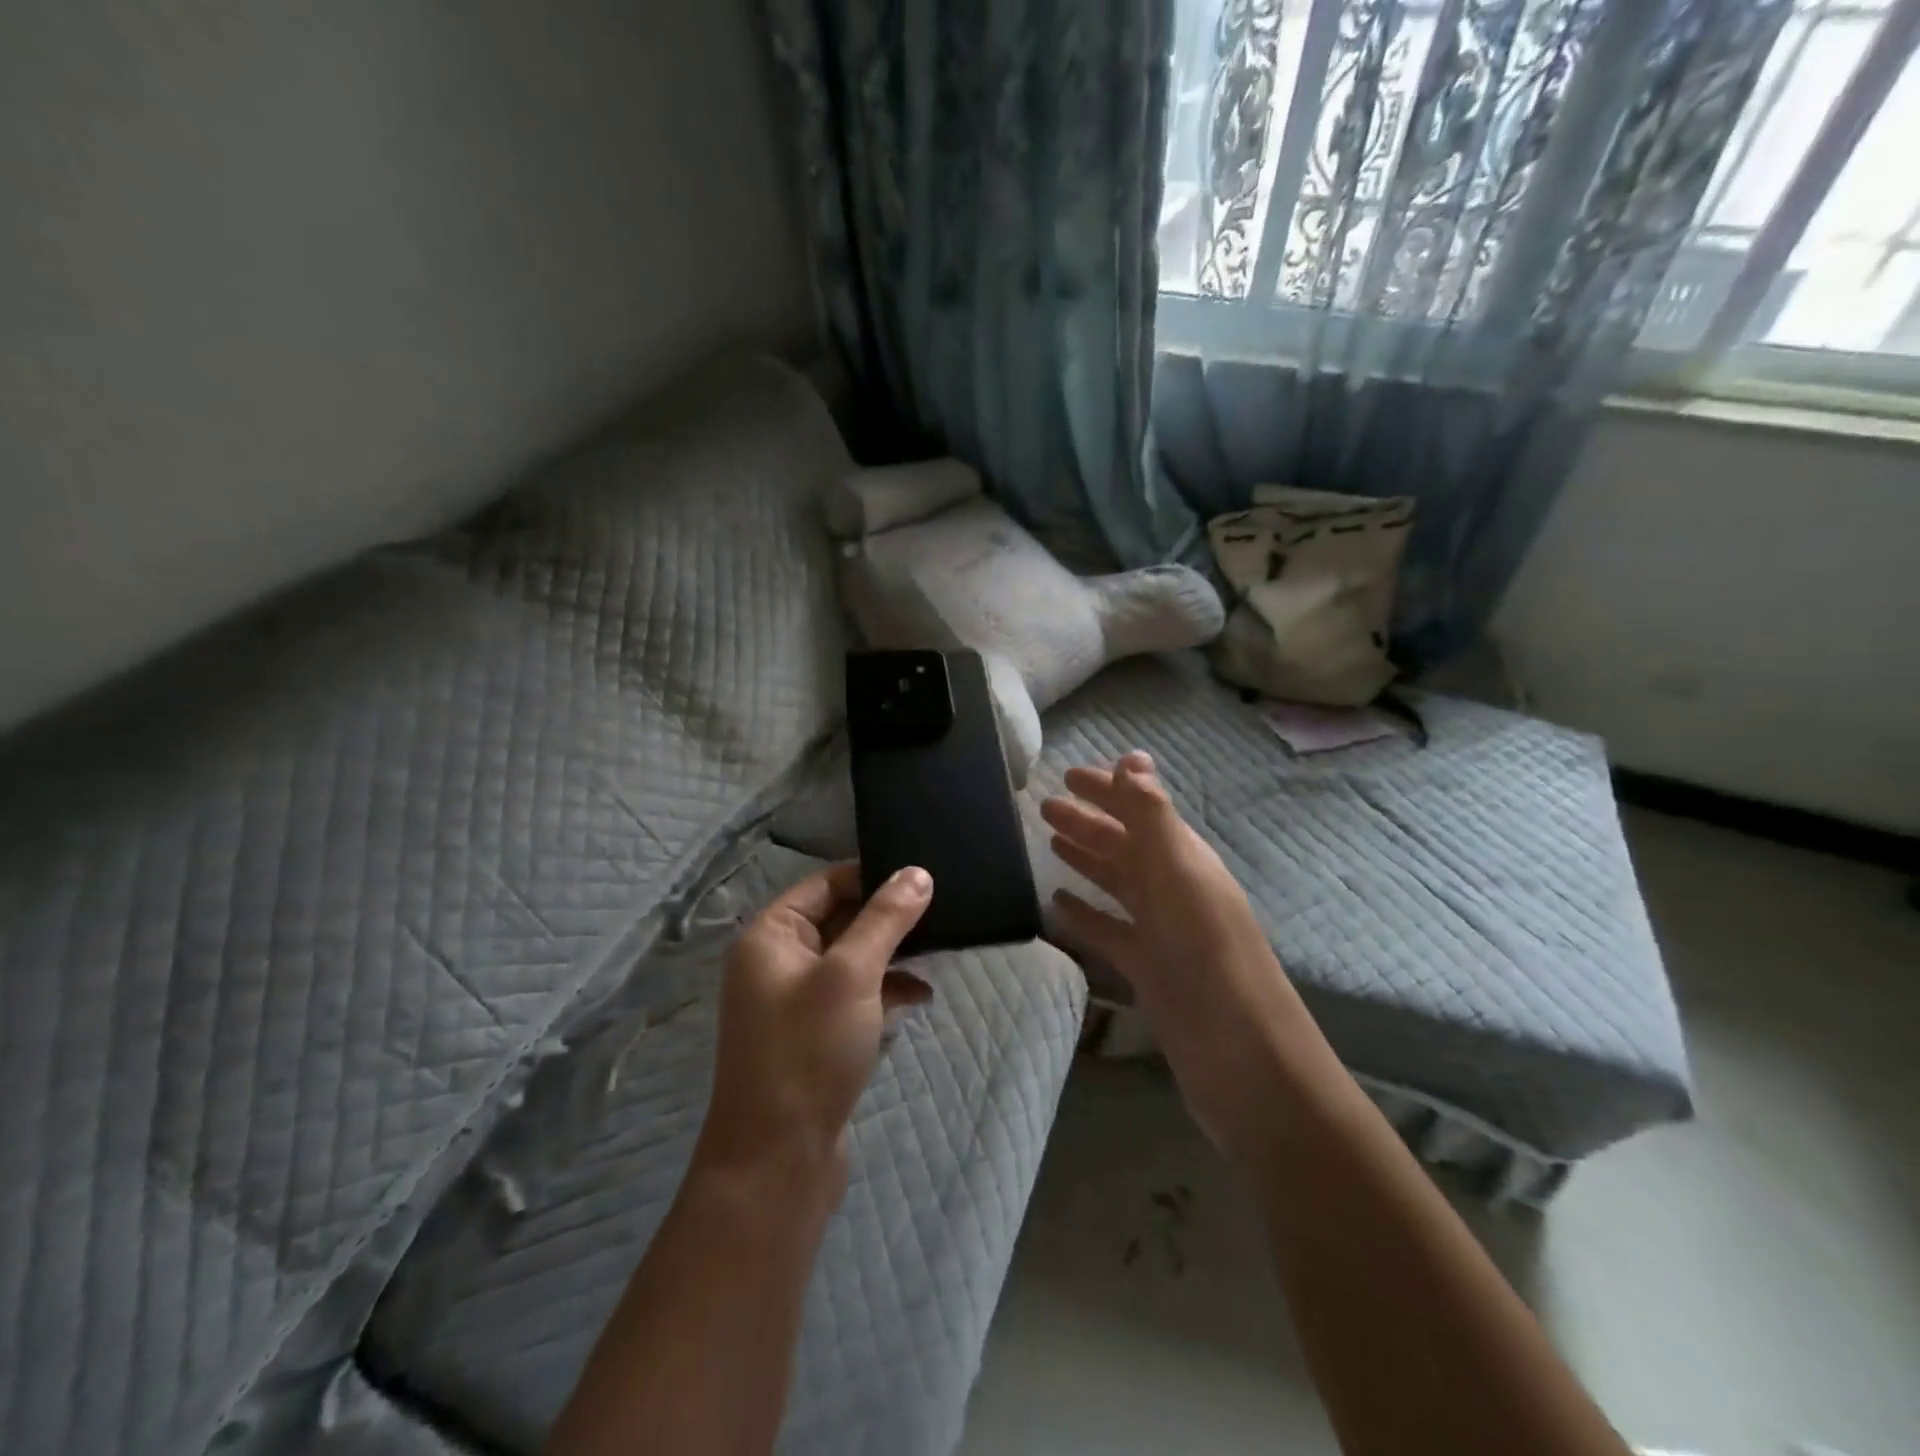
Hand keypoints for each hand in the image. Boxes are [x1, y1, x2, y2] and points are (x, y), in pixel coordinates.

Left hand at [694, 862, 933, 1207]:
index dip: (873, 874)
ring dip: (892, 953)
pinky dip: (885, 989)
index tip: (923, 874)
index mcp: (770, 935)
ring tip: (941, 947)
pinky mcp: (815, 1033)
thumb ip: (885, 919)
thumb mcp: (852, 975)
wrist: (777, 1162)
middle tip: (943, 907)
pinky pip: (855, 994)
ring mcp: (796, 1000)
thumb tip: (918, 872)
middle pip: (840, 917)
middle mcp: (778, 960)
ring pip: (852, 957)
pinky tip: (921, 995)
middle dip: (888, 916)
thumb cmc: (808, 1051)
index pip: (826, 883)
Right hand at [1041, 752, 1326, 1155]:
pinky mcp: (1148, 971)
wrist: (1242, 1059)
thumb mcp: (1179, 874)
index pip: (1139, 810)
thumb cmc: (1207, 955)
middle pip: (1124, 845)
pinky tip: (1057, 906)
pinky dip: (1085, 915)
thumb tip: (1133, 756)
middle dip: (1088, 821)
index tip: (1065, 775)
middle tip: (1042, 807)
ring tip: (1048, 843)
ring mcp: (1161, 932)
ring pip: (1116, 884)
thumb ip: (1152, 815)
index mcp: (1184, 860)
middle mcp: (1174, 889)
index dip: (1106, 789)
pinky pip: (1109, 931)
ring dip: (1086, 860)